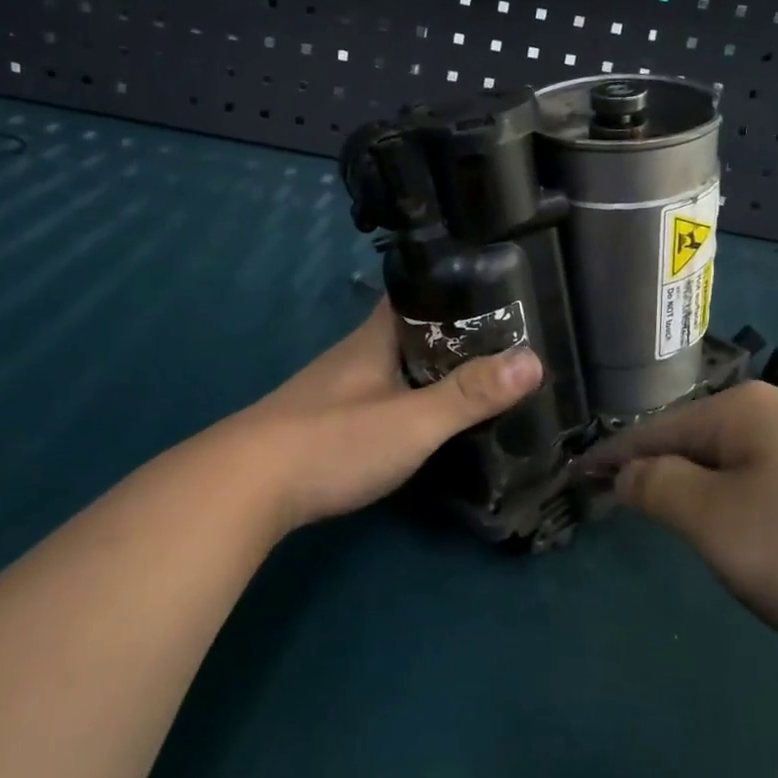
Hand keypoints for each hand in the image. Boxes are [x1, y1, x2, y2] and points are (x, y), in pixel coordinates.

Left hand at [237, 300, 542, 533]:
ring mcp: (338, 388)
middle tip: (505, 348)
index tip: (501, 297)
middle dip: (455, 337)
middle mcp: (356, 353)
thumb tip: (533, 360)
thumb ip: (469, 394)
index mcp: (376, 336)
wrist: (244, 487)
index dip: (458, 290)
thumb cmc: (333, 441)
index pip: (420, 292)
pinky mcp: (326, 422)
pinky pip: (380, 398)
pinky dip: (409, 401)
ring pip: (396, 367)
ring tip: (479, 384)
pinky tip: (426, 422)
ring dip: (432, 372)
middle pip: (412, 331)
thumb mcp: (413, 420)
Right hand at [582, 381, 777, 661]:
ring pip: (741, 468)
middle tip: (634, 516)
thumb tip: (628, 471)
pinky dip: (754, 511)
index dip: (611, 458)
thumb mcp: (720, 524)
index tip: (577, 478)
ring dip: (710, 499)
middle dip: (662, 478)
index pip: (652, 430)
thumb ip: (659, 491)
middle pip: (697, 444)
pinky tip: (771, 542)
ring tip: (698, 536)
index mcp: (740, 412)